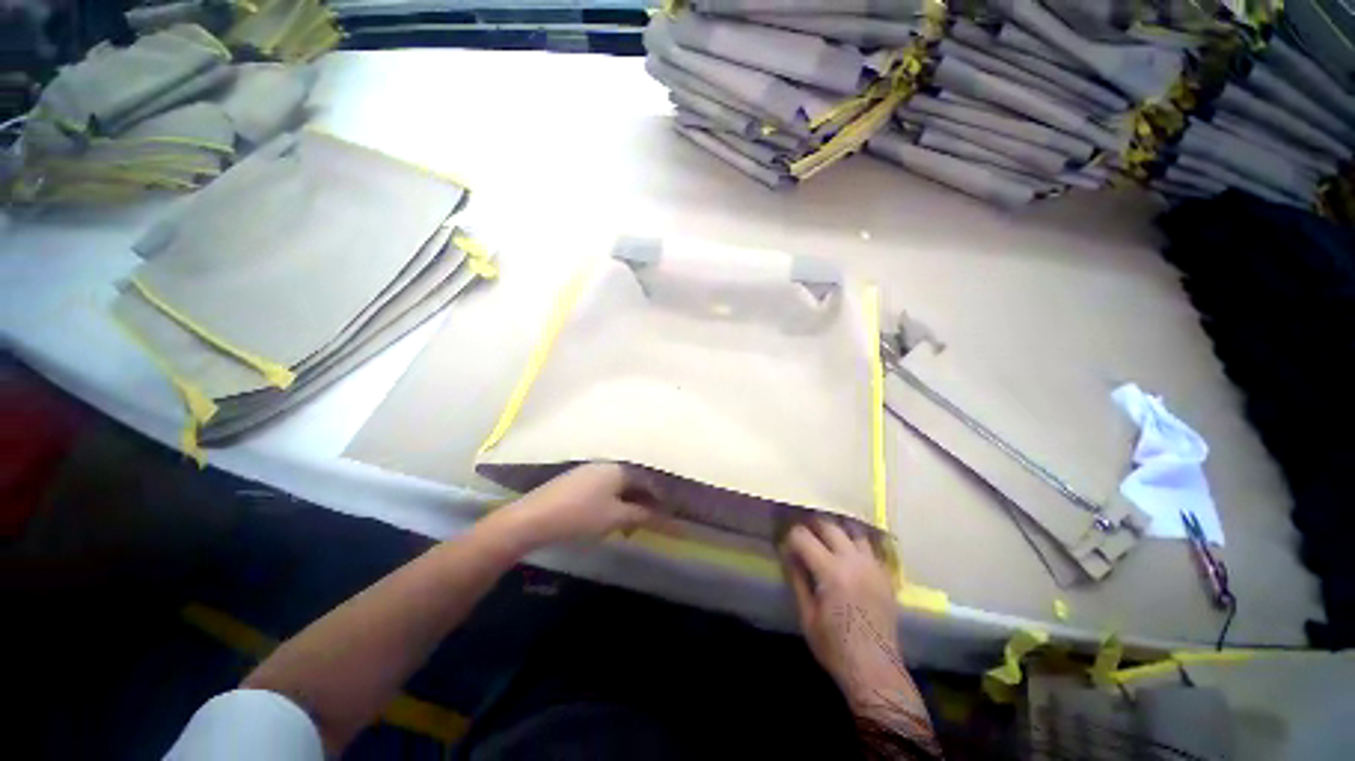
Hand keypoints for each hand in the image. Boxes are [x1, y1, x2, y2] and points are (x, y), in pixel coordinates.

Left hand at [492, 462, 660, 550]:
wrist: (532, 519)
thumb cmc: (580, 516)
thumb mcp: (615, 517)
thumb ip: (642, 515)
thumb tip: (664, 516)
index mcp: (619, 468)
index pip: (648, 478)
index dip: (660, 497)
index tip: (667, 513)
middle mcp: (606, 464)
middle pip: (633, 480)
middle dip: (644, 501)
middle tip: (649, 521)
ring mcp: (589, 471)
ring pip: (618, 485)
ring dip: (628, 503)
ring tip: (629, 524)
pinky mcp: (576, 481)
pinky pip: (604, 488)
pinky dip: (613, 502)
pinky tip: (609, 517)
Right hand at [780, 519, 923, 720]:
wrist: (876, 670)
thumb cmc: (835, 647)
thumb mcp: (807, 616)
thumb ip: (797, 579)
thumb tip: (788, 554)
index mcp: (831, 571)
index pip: (803, 536)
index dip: (790, 536)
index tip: (785, 544)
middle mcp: (853, 560)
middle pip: (828, 525)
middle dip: (811, 525)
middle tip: (803, 535)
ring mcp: (872, 565)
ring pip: (853, 530)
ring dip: (837, 530)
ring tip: (827, 538)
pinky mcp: (885, 574)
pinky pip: (870, 547)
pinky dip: (856, 543)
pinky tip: (849, 552)